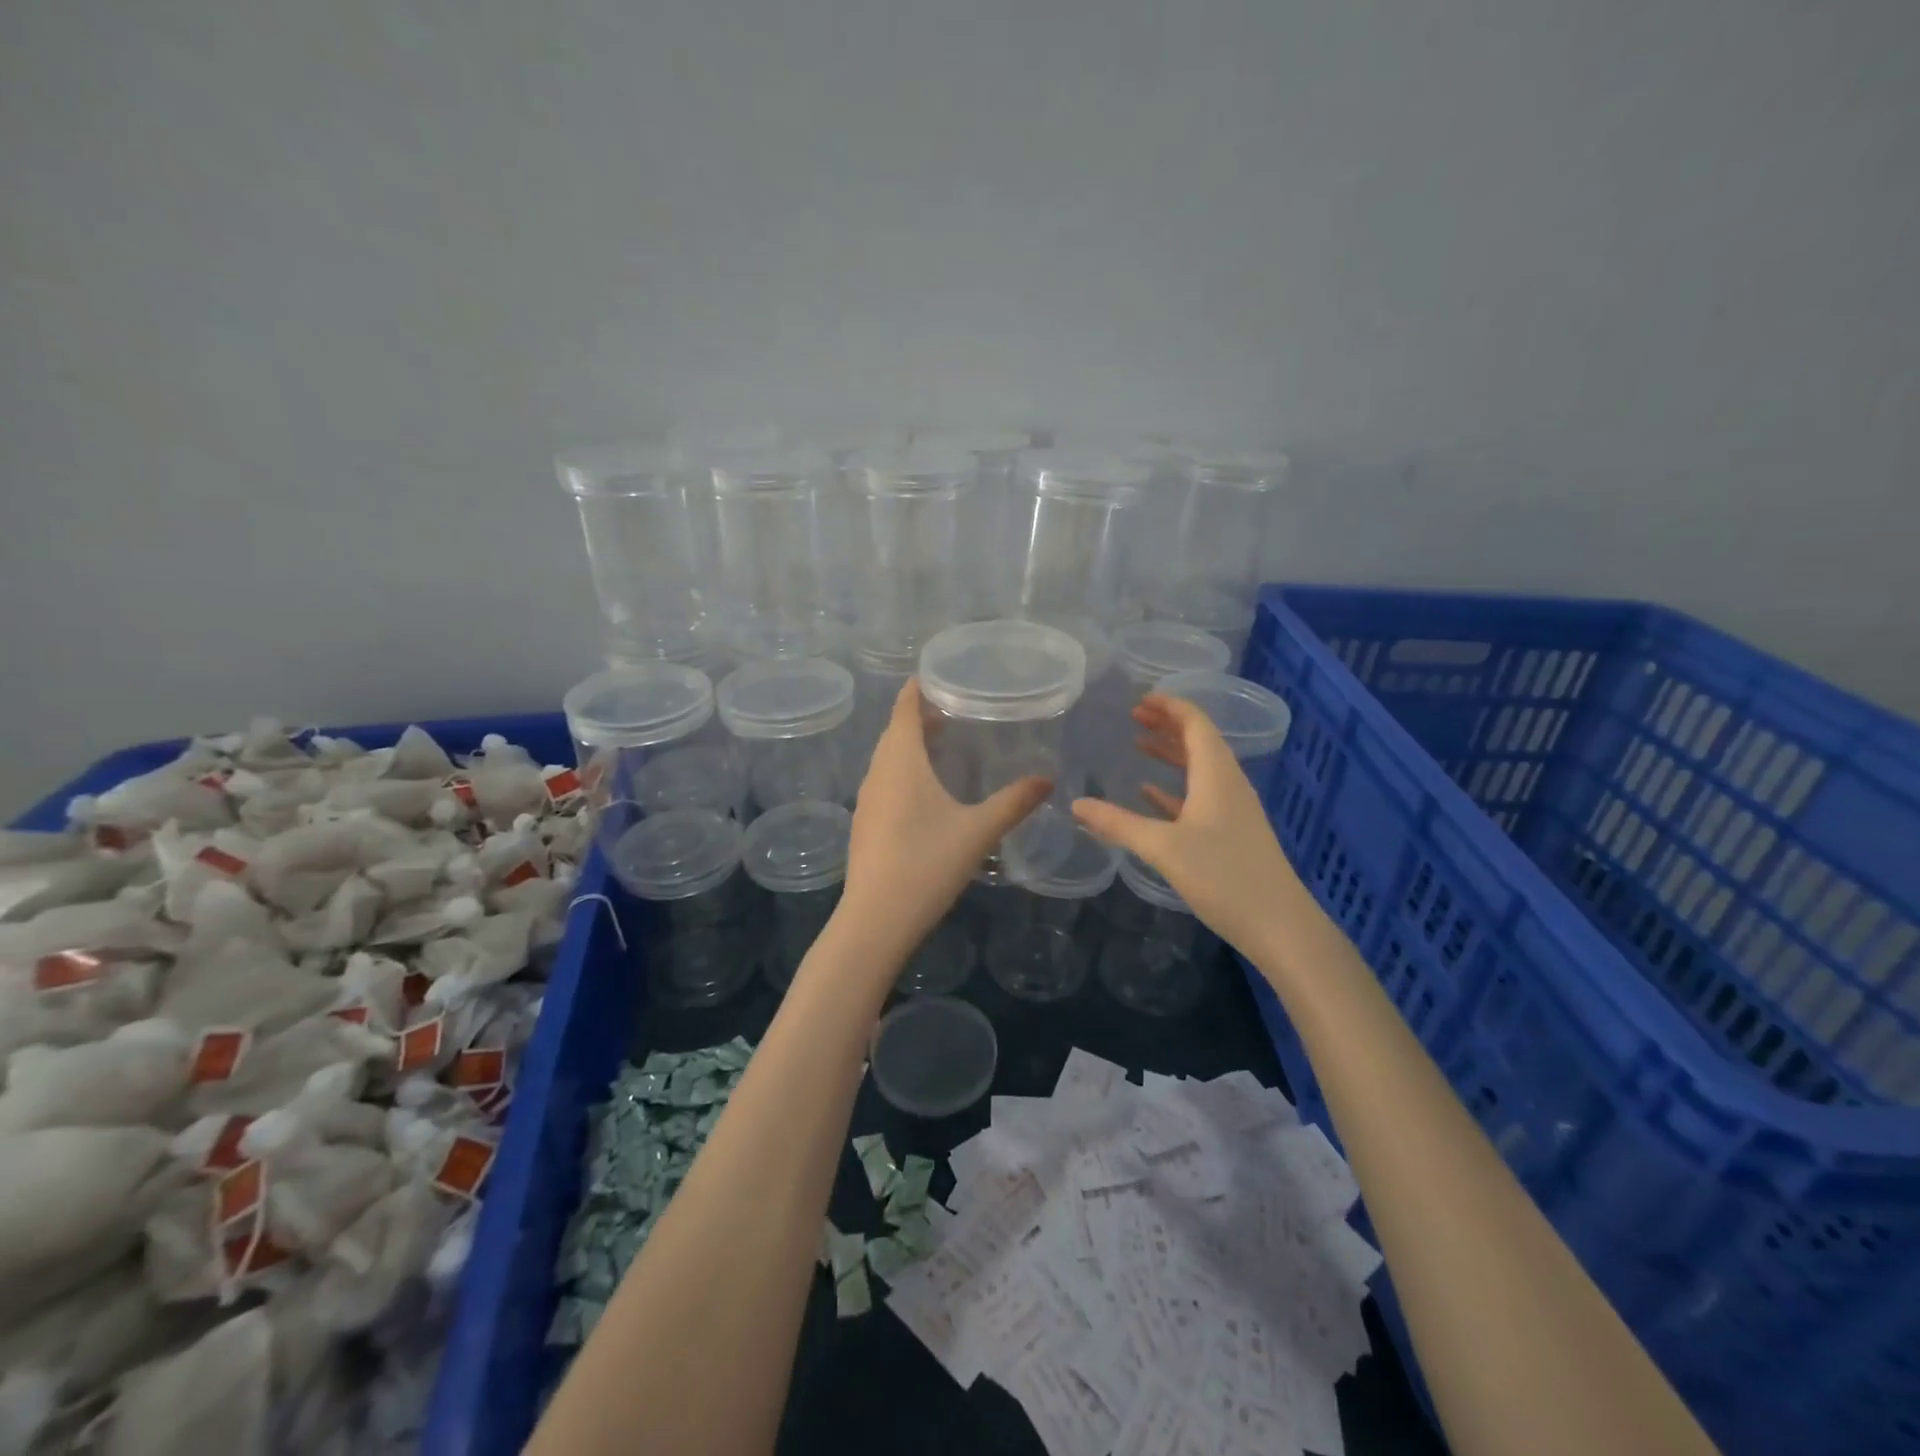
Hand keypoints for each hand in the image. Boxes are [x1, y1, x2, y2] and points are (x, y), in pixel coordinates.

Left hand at [839, 680, 1051, 961]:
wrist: (876, 920)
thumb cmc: (927, 864)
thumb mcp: (979, 831)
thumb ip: (1014, 802)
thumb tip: (1048, 779)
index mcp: (901, 761)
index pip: (904, 709)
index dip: (918, 689)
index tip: (940, 675)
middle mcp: (878, 772)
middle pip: (895, 731)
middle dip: (920, 716)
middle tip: (956, 709)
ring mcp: (867, 799)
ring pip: (888, 758)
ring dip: (911, 745)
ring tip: (945, 744)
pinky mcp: (865, 823)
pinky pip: (885, 781)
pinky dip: (904, 770)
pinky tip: (926, 791)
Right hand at [1071, 693, 1301, 955]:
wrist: (1279, 925)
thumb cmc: (1224, 876)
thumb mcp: (1164, 847)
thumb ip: (1118, 824)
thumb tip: (1076, 804)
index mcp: (1217, 775)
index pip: (1196, 724)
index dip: (1170, 706)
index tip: (1140, 698)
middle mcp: (1227, 784)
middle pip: (1198, 741)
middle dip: (1167, 724)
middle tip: (1133, 715)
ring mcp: (1232, 809)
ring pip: (1198, 768)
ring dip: (1170, 753)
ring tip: (1138, 744)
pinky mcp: (1230, 833)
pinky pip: (1199, 796)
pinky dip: (1174, 787)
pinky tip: (1150, 793)